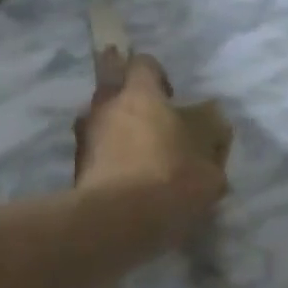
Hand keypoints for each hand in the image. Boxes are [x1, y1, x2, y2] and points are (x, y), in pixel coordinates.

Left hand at [75, 54, 226, 234]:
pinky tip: (129, 180)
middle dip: (129, 98)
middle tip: (152, 121)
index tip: (172, 98)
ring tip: (140, 155)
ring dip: (117, 130)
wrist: (118, 224)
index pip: (144, 63)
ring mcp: (85, 138)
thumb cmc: (171, 178)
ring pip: (101, 121)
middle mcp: (106, 107)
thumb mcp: (211, 159)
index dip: (158, 75)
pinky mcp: (75, 169)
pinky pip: (96, 153)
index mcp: (140, 94)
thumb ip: (211, 134)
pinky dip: (110, 159)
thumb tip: (210, 119)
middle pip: (113, 87)